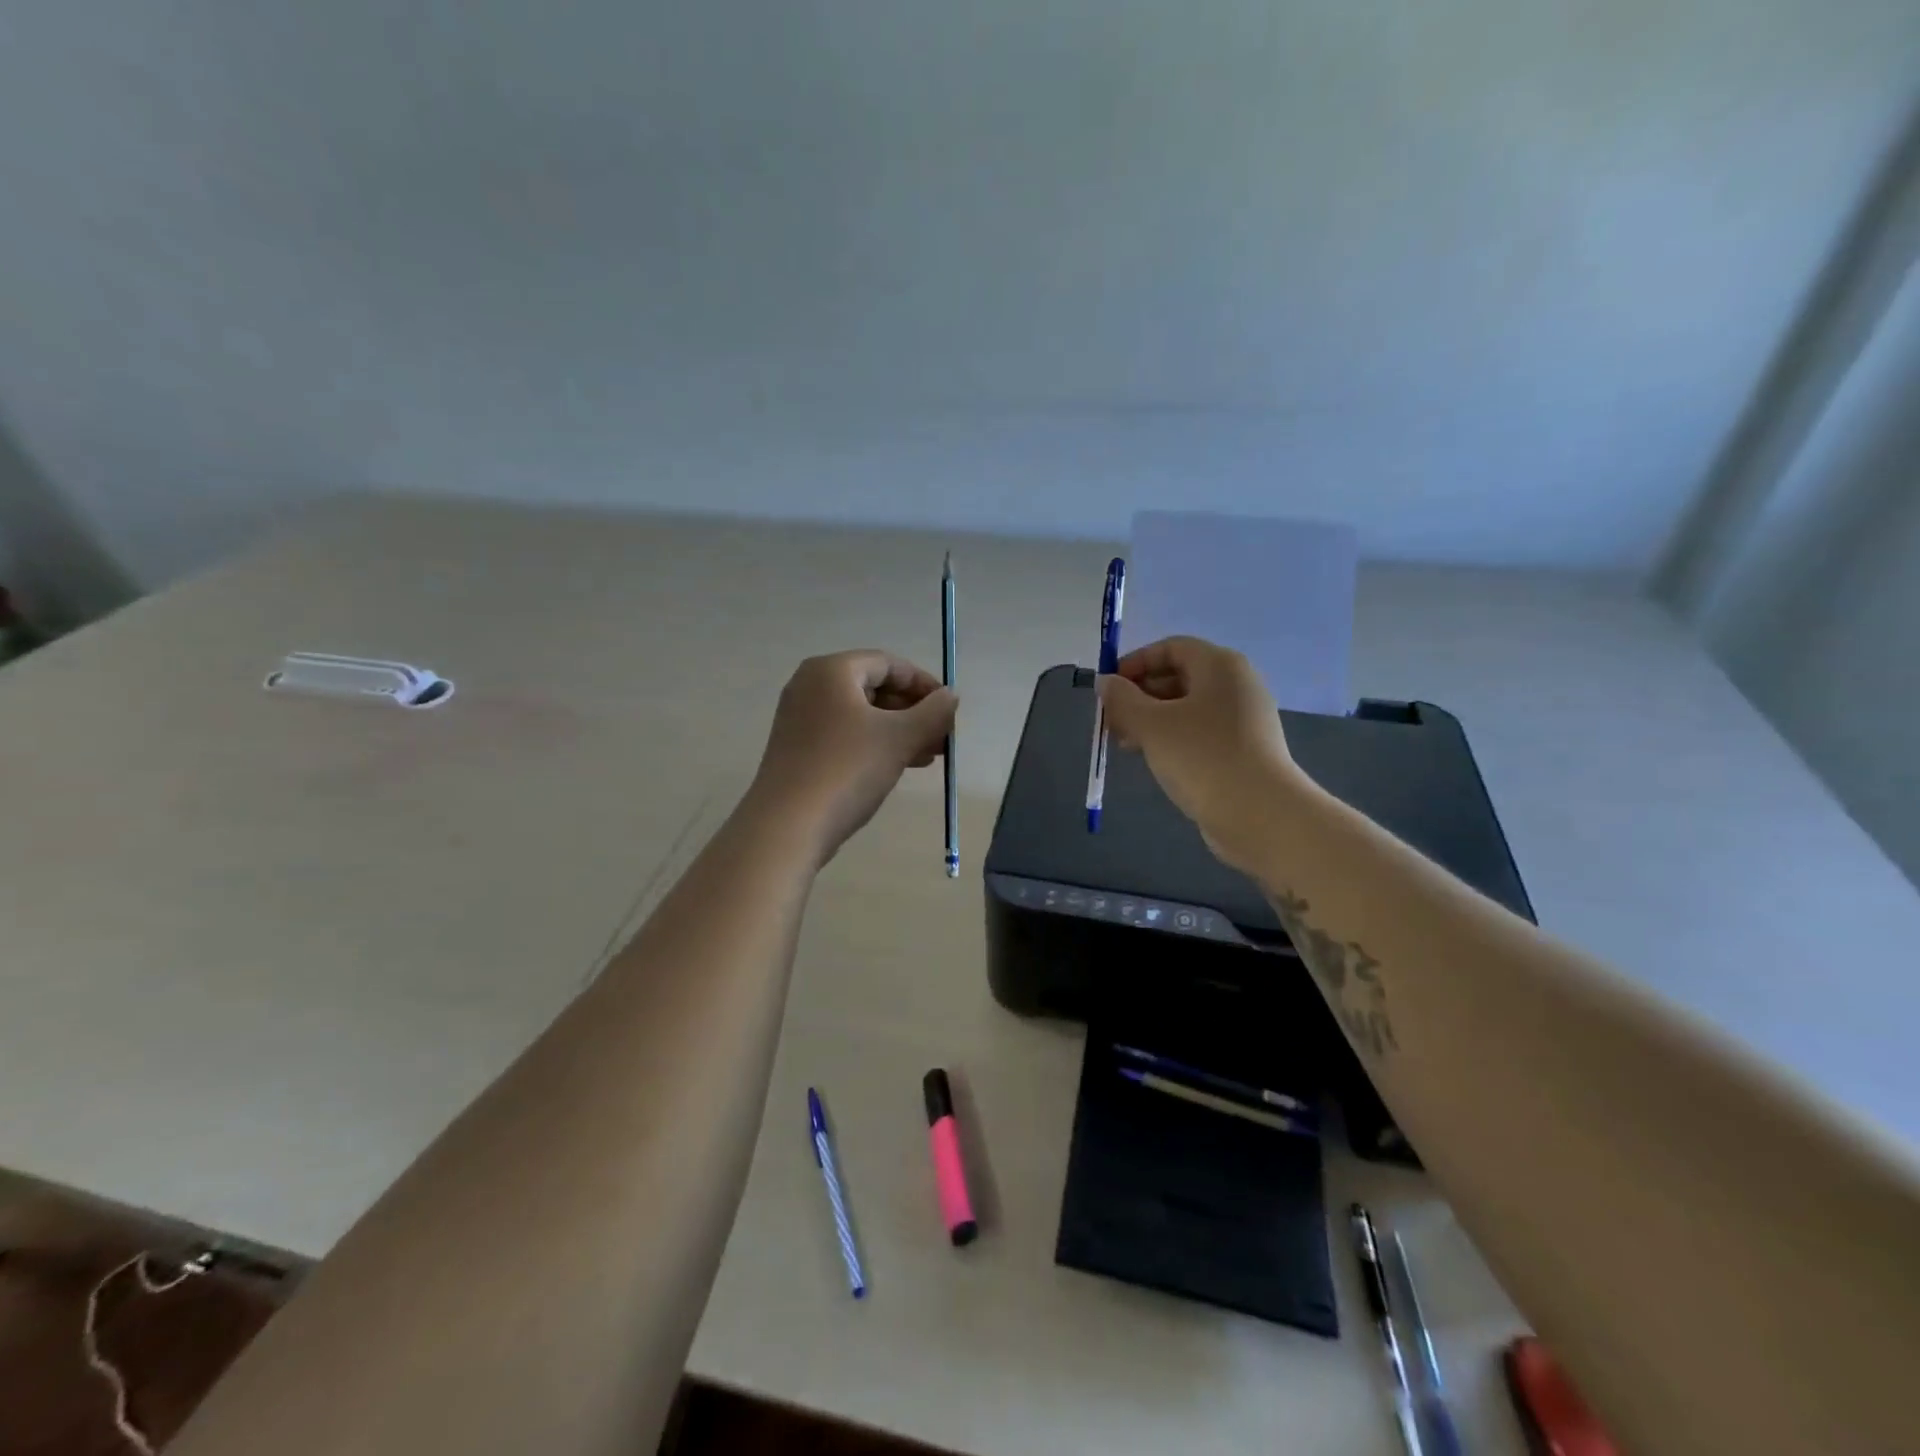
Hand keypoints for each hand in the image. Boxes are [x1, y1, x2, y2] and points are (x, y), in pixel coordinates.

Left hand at [749, 650, 957, 865]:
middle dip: (914, 711)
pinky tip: (901, 765)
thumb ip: (932, 713)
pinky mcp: (799, 749)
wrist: (787, 826)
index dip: (924, 684)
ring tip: (931, 755)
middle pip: (875, 688)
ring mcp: (801, 719)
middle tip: (943, 736)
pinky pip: (846, 735)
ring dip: (900, 731)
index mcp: (831, 671)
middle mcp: (811, 686)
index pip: (889, 664)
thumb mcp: (899, 738)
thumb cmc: (847, 770)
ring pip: (862, 715)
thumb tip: (951, 696)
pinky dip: (876, 744)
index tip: (950, 710)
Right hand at [1097, 636, 1298, 871]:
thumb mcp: (1152, 725)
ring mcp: (1243, 719)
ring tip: (1126, 744)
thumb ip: (1122, 700)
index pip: (1171, 647)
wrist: (1261, 815)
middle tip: (1112, 721)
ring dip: (1151, 720)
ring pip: (1187, 707)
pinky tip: (1153, 760)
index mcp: (1220, 666)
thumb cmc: (1202, 757)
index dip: (1135, 662)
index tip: (1108, 689)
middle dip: (1140, 695)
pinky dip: (1172, 738)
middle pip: (1179, 676)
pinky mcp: (1243, 750)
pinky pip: (1200, 732)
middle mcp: (1236, 685)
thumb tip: (1105, 682)